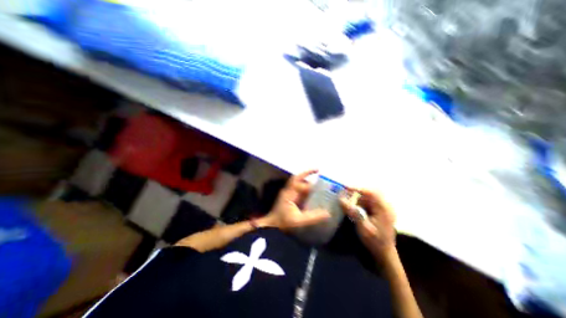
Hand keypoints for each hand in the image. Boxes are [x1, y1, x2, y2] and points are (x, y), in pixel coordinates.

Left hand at [261, 171, 332, 230]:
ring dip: (307, 182)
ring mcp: (288, 195)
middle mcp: (288, 191)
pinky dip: (306, 189)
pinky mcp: (289, 199)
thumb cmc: (283, 223)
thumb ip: (313, 217)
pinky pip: (299, 191)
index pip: (298, 179)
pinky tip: (312, 194)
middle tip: (317, 172)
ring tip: (317, 183)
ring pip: (298, 184)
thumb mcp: (299, 221)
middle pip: (298, 179)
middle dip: (307, 175)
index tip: (318, 172)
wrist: (272, 227)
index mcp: (289, 193)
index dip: (307, 174)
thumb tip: (327, 213)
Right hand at [340, 188, 396, 259]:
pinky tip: (358, 213)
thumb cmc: (375, 241)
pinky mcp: (380, 211)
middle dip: (357, 196)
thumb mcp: (363, 227)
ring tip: (352, 209)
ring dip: (359, 201)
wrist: (384, 253)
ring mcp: (384, 208)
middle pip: (368, 193)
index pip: (370, 192)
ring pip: (368, 198)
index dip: (357, 188)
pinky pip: (368, 202)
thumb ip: (353, 212)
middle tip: (346, 198)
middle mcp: (385, 205)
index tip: (345, 188)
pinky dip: (361, 205)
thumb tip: (341, 199)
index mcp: (384, 208)